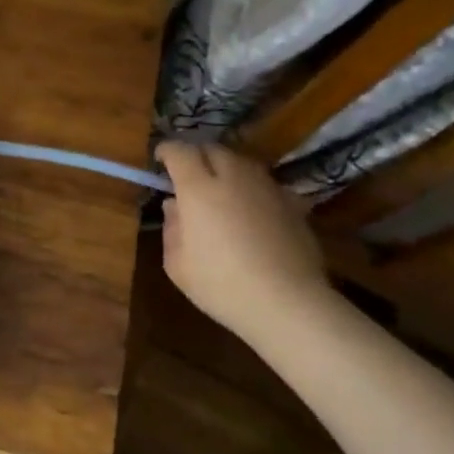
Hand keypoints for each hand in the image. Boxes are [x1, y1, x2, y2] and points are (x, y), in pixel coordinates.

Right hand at [156, 141, 329, 336]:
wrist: (287, 303)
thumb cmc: (221, 286)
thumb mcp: (177, 264)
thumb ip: (172, 228)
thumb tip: (175, 206)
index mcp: (198, 189)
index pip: (180, 152)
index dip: (167, 150)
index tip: (160, 159)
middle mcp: (233, 178)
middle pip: (213, 149)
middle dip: (197, 155)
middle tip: (189, 173)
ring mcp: (267, 188)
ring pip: (243, 162)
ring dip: (227, 167)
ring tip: (221, 187)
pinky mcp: (293, 204)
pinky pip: (266, 184)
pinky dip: (253, 188)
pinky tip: (253, 208)